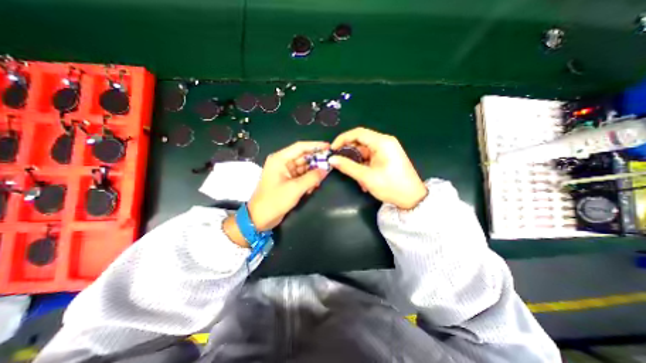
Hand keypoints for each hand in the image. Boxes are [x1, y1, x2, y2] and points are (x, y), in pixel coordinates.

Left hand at [246, 141, 329, 229]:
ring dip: (313, 172)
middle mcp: (282, 162)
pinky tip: (313, 186)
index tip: (329, 147)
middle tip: (330, 163)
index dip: (315, 146)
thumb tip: (326, 169)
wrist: (260, 218)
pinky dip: (308, 179)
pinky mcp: (287, 181)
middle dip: (316, 161)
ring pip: (303, 167)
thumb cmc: (275, 201)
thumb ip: (312, 178)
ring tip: (322, 178)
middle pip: (303, 157)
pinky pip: (301, 176)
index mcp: (280, 159)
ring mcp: (285, 172)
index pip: (300, 147)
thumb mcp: (295, 188)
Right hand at [330, 128, 427, 207]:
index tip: (333, 149)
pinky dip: (364, 166)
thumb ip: (348, 166)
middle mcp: (385, 142)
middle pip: (361, 141)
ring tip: (353, 175)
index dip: (342, 139)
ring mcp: (387, 150)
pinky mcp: (387, 157)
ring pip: (365, 151)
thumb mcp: (367, 177)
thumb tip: (332, 160)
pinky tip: (363, 179)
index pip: (358, 133)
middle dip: (349, 152)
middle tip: (339, 163)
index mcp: (382, 142)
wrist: (412, 199)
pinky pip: (371, 157)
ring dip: (357, 162)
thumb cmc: (391, 186)